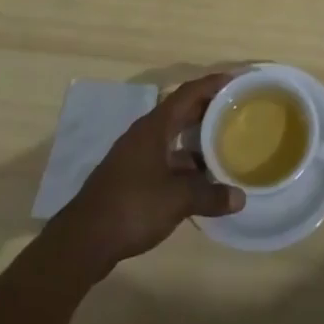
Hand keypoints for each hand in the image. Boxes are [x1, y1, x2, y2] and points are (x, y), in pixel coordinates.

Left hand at [46, 73, 242, 276]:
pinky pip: (165, 158)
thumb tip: (240, 198)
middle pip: (180, 111)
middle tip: (236, 109)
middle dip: (208, 108)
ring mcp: (135, 156)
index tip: (236, 81)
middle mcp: (144, 135)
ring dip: (196, 138)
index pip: (188, 93)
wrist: (83, 242)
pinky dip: (184, 162)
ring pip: (172, 137)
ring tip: (224, 143)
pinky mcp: (130, 178)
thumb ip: (210, 195)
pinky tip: (199, 179)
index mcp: (154, 127)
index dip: (212, 84)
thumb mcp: (177, 200)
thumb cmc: (132, 207)